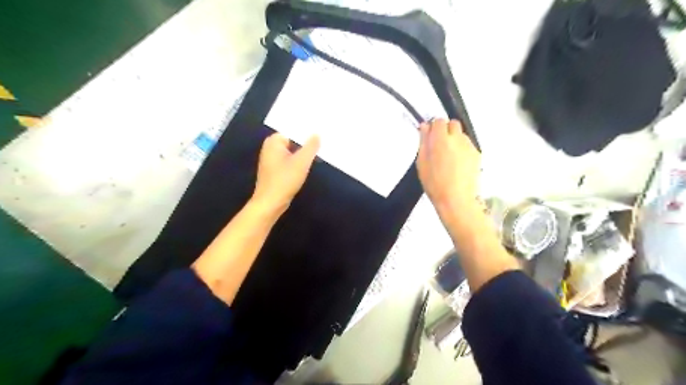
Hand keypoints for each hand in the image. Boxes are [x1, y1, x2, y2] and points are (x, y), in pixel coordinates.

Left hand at [252, 134, 320, 214]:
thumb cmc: (285, 180)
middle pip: (292, 141)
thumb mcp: (302, 162)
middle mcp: (270, 148)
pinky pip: (289, 161)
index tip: (321, 133)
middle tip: (323, 143)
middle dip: (306, 144)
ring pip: (292, 152)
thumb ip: (311, 146)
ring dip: (303, 154)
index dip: (307, 133)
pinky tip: (308, 166)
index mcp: (274, 141)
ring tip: (318, 154)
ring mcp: (271, 160)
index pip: (293, 131)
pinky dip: (298, 162)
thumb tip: (317, 134)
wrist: (270, 203)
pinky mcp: (274, 171)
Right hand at [415, 119, 478, 214]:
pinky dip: (462, 150)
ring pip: (461, 135)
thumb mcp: (421, 163)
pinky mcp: (477, 154)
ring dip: (455, 140)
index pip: (438, 121)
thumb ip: (423, 142)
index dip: (433, 128)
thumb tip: (424, 127)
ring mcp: (469, 146)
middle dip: (446, 131)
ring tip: (448, 158)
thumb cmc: (435, 184)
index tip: (430, 137)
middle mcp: (457, 139)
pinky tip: (457, 164)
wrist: (456, 199)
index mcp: (440, 139)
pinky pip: (468, 145)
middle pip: (452, 124)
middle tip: (439, 146)